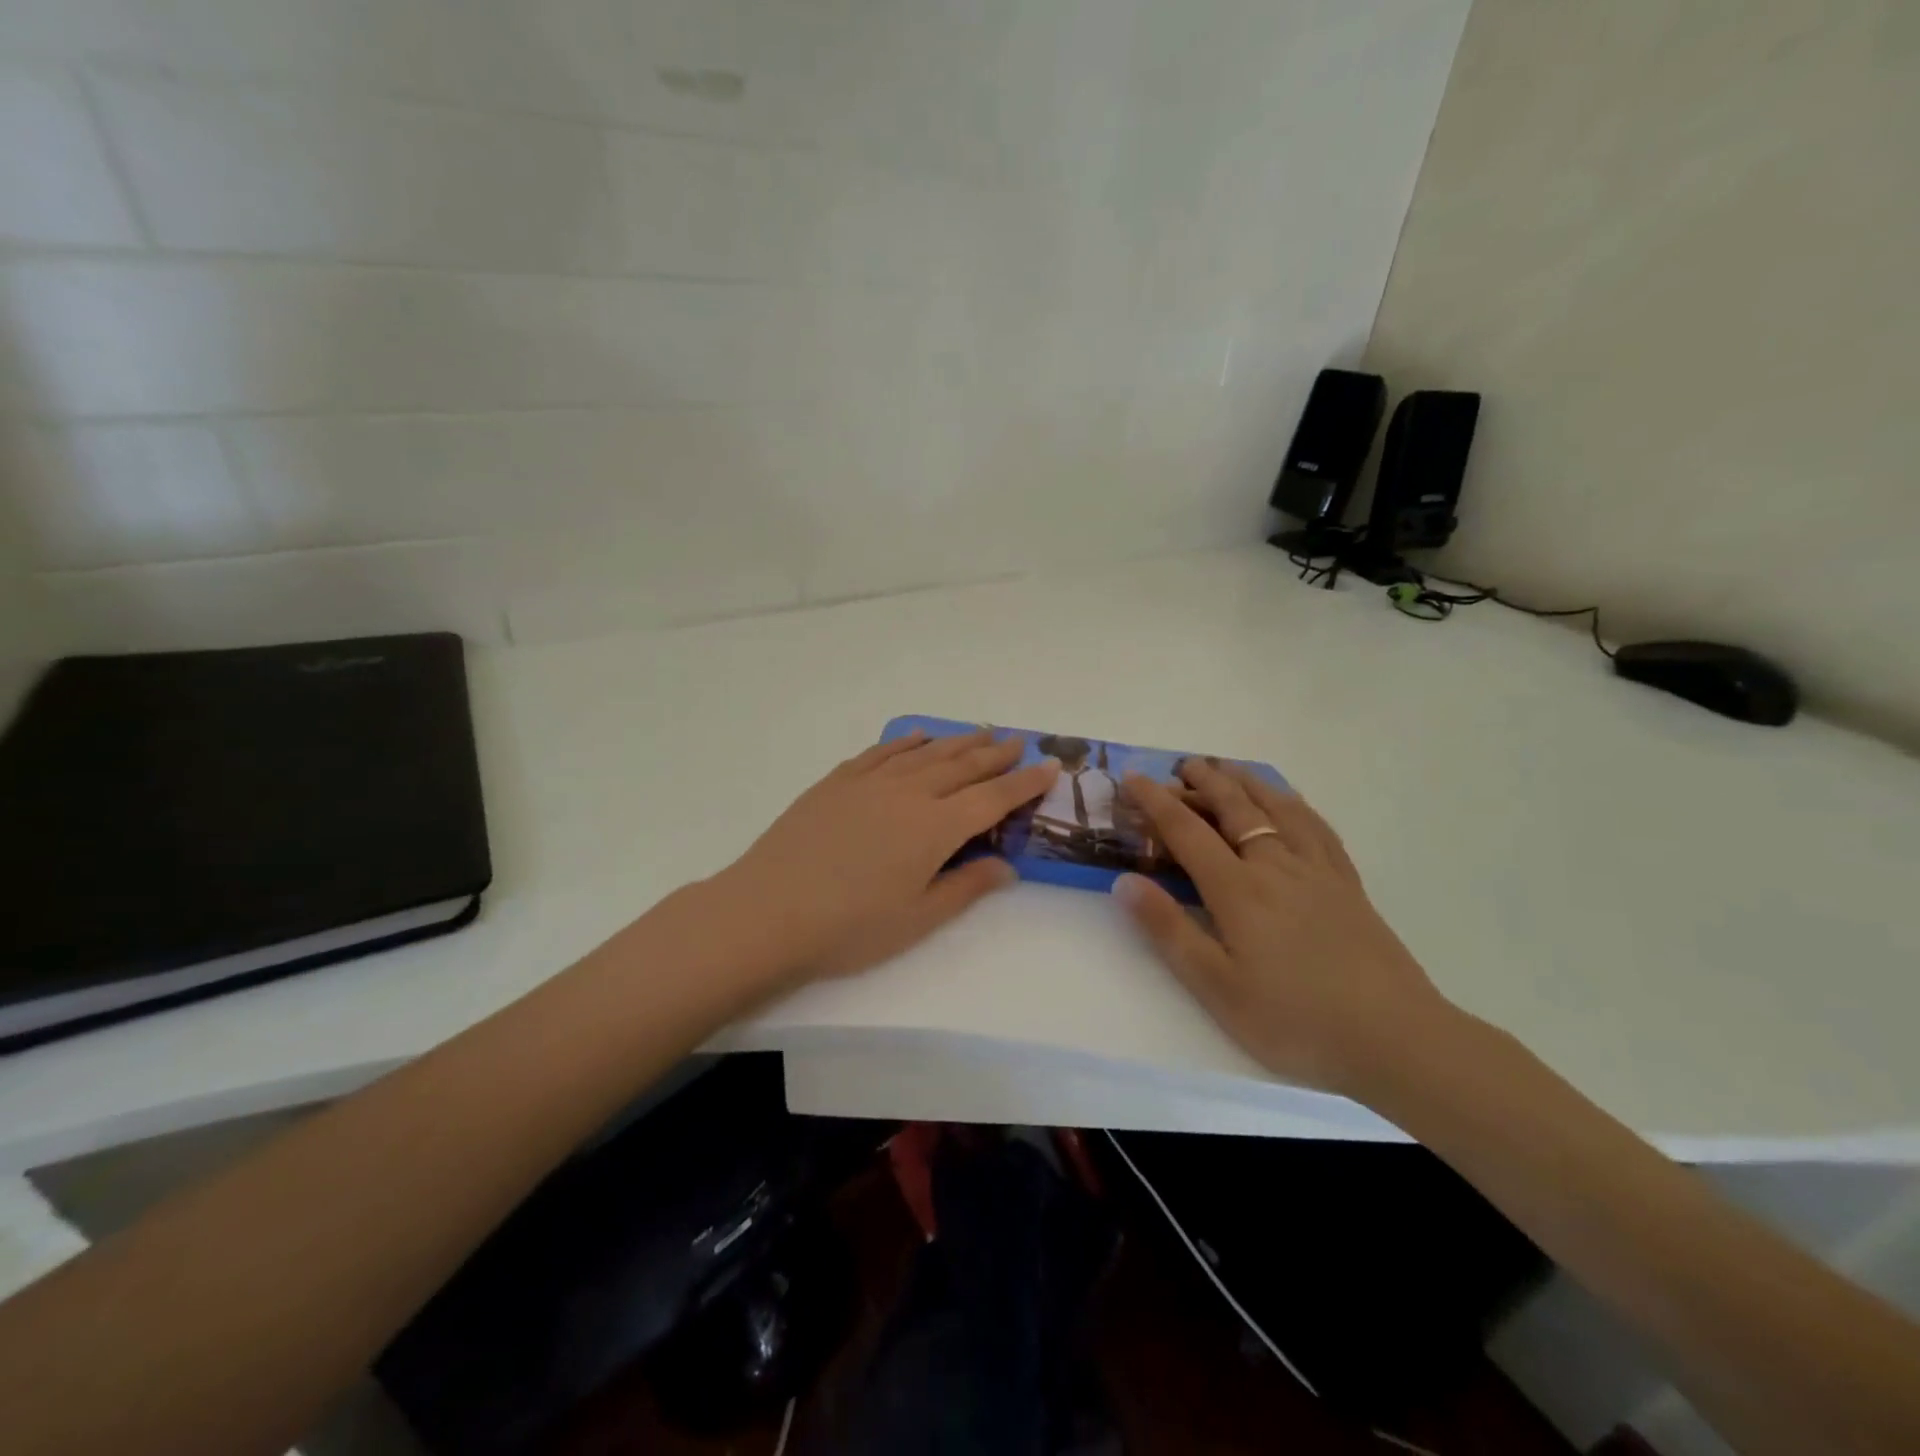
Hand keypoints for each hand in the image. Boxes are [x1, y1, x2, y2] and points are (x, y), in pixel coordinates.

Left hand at [718, 727, 1057, 983]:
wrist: (768, 911)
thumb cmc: (849, 927)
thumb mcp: (917, 919)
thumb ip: (965, 887)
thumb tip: (1007, 867)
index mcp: (935, 828)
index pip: (992, 798)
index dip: (1024, 783)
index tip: (1050, 766)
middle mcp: (909, 793)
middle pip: (963, 766)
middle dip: (996, 754)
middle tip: (1019, 742)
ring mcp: (870, 782)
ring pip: (926, 753)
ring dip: (958, 741)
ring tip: (981, 732)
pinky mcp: (837, 782)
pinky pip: (881, 752)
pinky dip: (906, 742)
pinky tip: (918, 736)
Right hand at [1115, 759, 1457, 1095]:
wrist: (1395, 1038)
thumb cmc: (1294, 1020)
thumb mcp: (1217, 987)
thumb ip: (1169, 930)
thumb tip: (1125, 882)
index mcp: (1238, 889)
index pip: (1187, 831)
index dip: (1156, 802)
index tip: (1133, 778)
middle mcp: (1276, 865)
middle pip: (1235, 807)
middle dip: (1204, 781)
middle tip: (1182, 765)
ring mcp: (1317, 870)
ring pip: (1277, 808)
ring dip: (1247, 782)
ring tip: (1228, 768)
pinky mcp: (1347, 884)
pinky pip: (1316, 826)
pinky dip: (1294, 803)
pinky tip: (1289, 803)